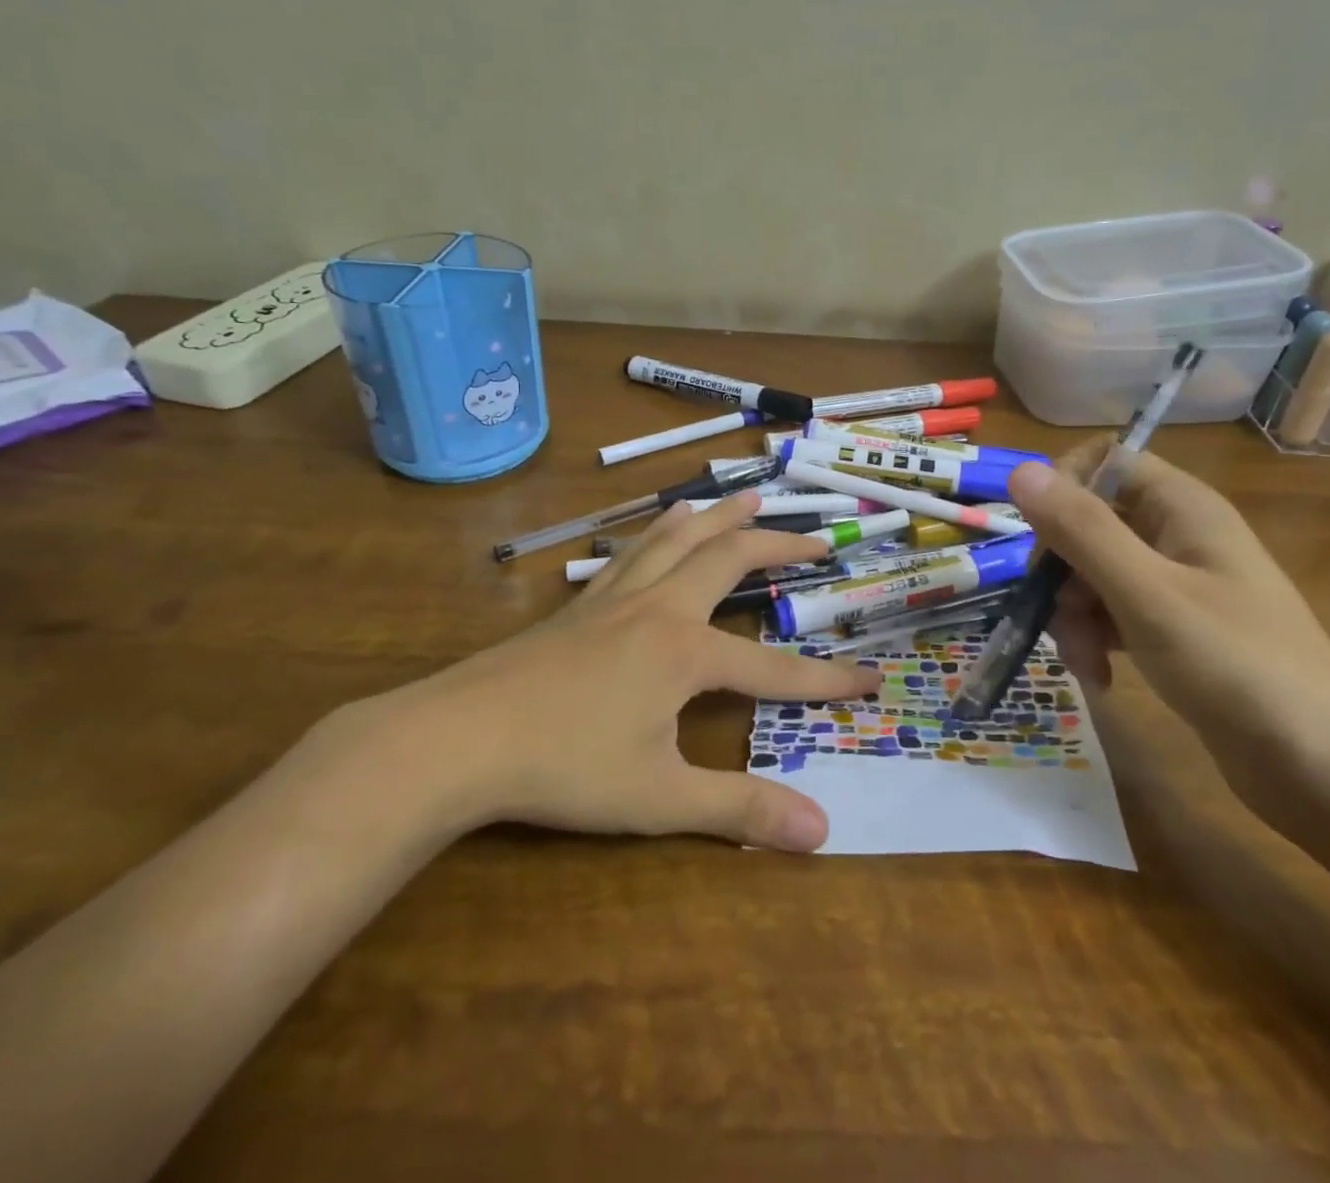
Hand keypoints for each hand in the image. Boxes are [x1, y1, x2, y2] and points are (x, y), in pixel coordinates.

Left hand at [340, 492, 882, 851]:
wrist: (457, 738)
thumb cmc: (563, 767)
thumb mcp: (659, 798)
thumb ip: (740, 810)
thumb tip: (821, 833)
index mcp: (685, 651)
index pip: (775, 670)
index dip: (827, 680)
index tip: (872, 679)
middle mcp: (658, 607)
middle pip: (729, 558)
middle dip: (778, 547)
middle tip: (817, 540)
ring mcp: (615, 597)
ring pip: (678, 537)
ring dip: (720, 515)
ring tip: (749, 495)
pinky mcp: (581, 604)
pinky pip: (634, 549)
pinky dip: (663, 529)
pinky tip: (663, 527)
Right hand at [1005, 448, 1329, 835]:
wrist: (1327, 772)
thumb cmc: (1237, 666)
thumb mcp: (1147, 593)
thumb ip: (1082, 530)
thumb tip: (1020, 470)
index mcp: (1182, 507)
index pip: (1106, 461)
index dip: (1064, 488)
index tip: (1040, 538)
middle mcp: (1178, 535)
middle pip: (1091, 522)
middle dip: (1061, 568)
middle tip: (1056, 613)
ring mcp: (1177, 584)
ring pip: (1094, 572)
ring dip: (1073, 612)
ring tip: (1084, 660)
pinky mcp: (1174, 629)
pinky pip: (1113, 613)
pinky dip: (1095, 639)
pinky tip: (1099, 676)